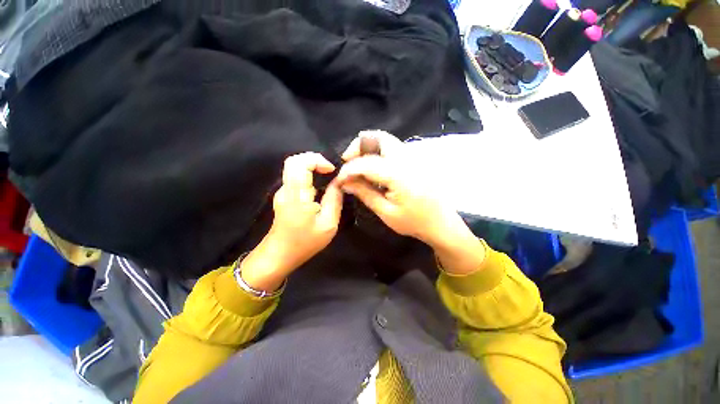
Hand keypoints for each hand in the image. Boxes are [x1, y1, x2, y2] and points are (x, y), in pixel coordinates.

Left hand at [240, 153, 343, 291]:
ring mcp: (282, 192)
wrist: (279, 255)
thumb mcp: (328, 224)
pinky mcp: (284, 196)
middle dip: (314, 160)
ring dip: (312, 167)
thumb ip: (335, 200)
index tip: (332, 170)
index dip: (317, 160)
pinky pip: (295, 177)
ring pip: (294, 168)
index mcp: (297, 195)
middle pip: (294, 161)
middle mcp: (286, 189)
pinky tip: (319, 188)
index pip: (299, 163)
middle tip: (330, 171)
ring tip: (328, 177)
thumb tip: (340, 182)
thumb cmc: (305, 242)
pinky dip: (308, 175)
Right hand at [338, 131, 463, 246]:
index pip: (367, 162)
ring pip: (386, 140)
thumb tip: (344, 182)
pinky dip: (378, 151)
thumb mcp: (386, 212)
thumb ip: (364, 193)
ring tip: (358, 165)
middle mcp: (407, 159)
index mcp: (399, 174)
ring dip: (368, 147)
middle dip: (359, 146)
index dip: (349, 169)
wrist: (441, 223)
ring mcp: (413, 157)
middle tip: (348, 162)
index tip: (340, 178)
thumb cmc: (414, 222)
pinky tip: (373, 167)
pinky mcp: (415, 160)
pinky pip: (393, 147)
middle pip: (379, 137)